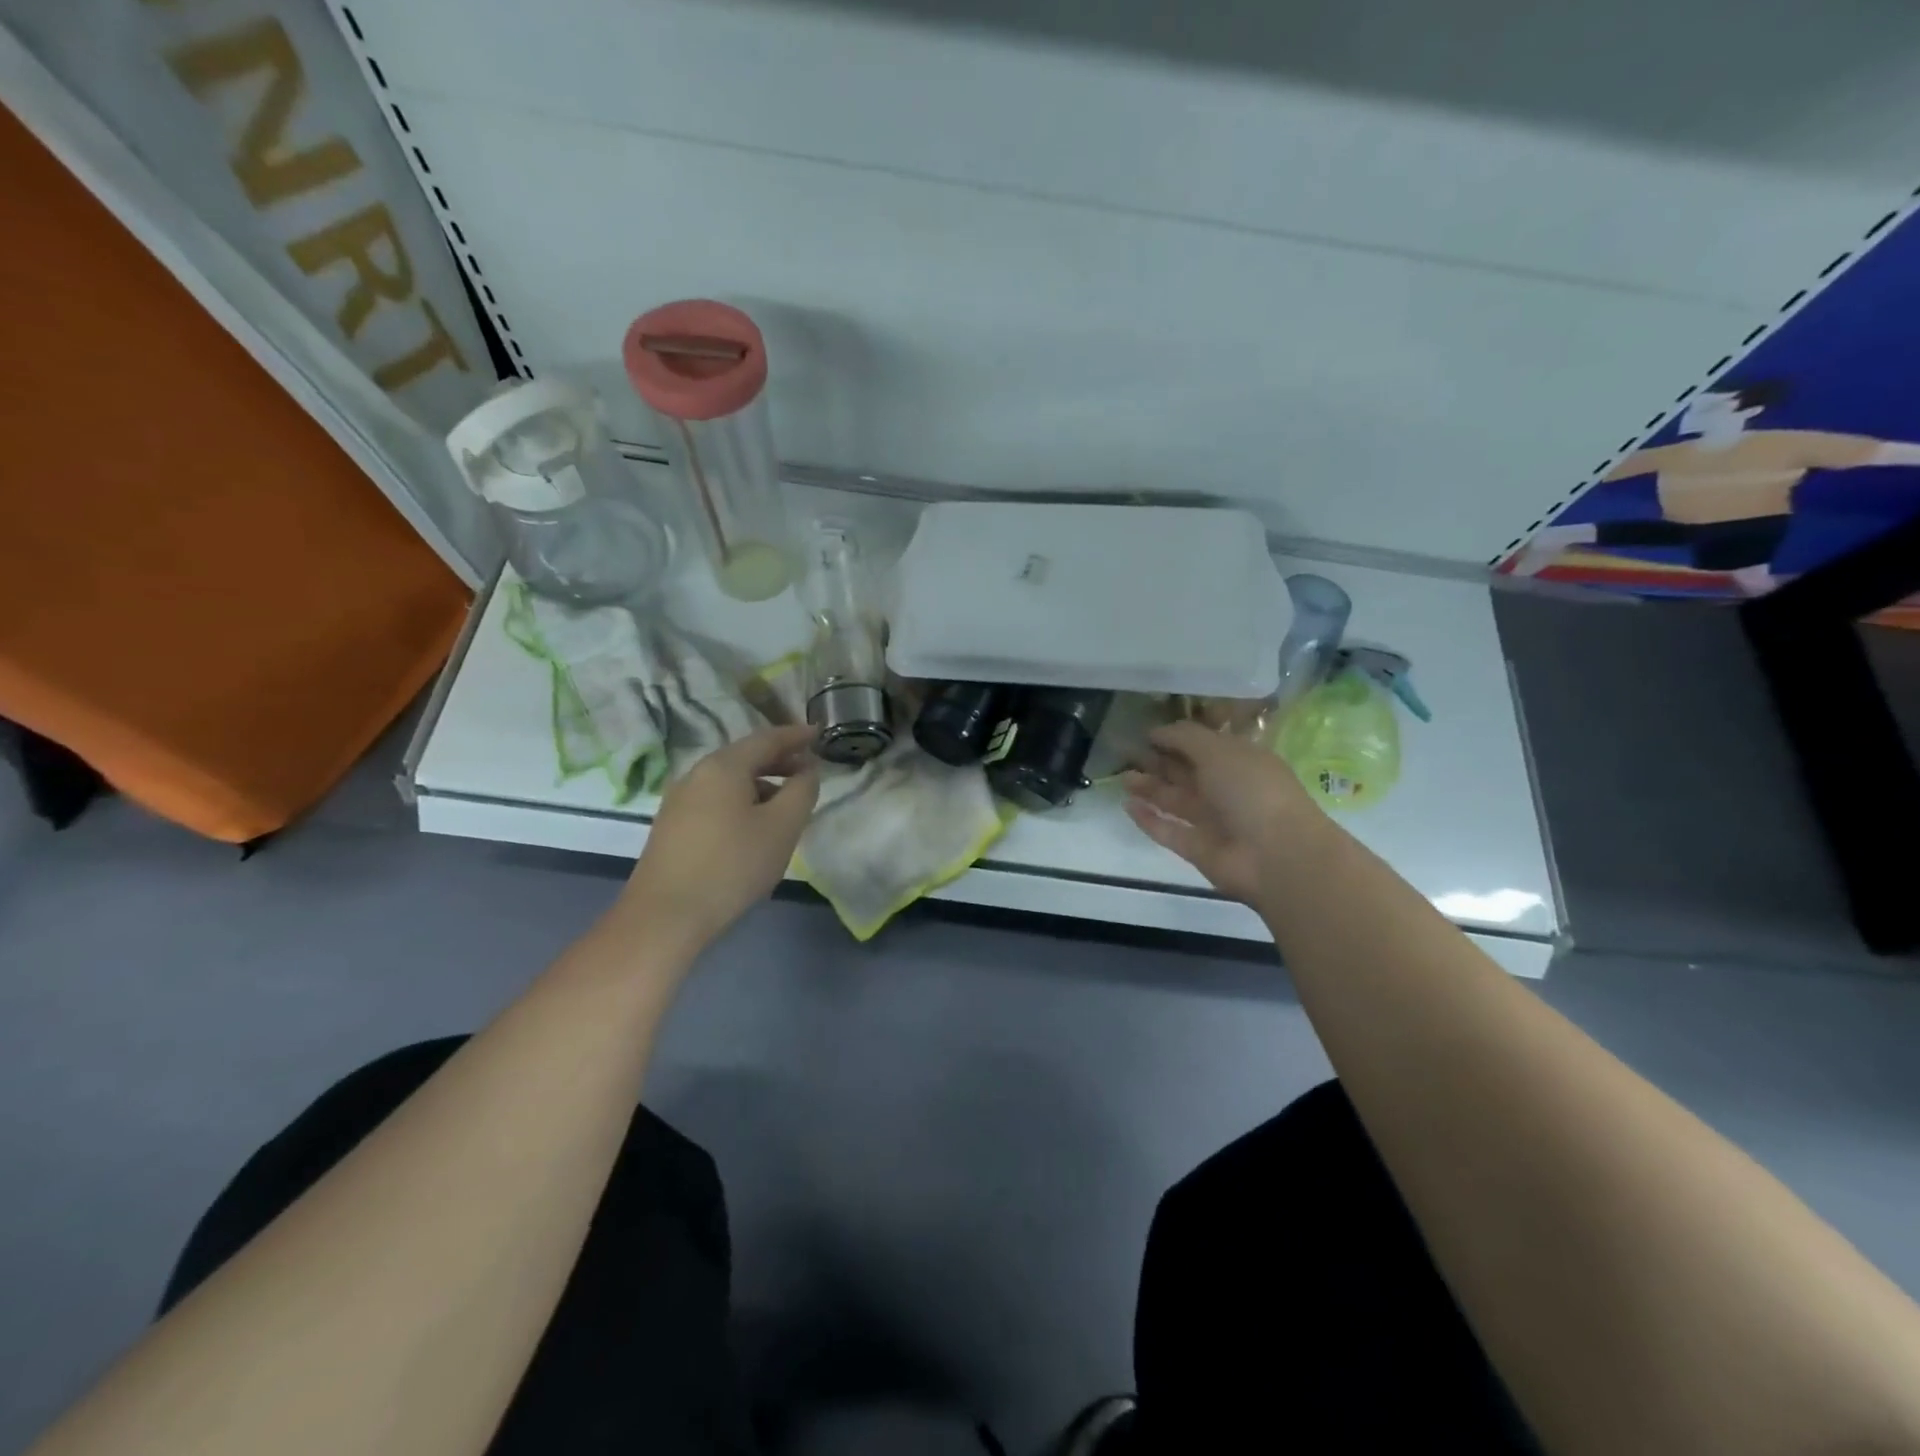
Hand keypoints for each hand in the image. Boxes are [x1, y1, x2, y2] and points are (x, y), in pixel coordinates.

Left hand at [618, 725, 820, 954]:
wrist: (665, 916)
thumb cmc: (732, 865)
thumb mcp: (782, 827)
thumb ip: (802, 791)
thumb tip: (807, 770)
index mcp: (723, 766)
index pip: (767, 738)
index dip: (796, 735)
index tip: (819, 733)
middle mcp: (696, 774)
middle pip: (745, 757)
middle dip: (779, 761)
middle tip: (809, 771)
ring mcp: (679, 800)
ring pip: (729, 781)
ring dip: (761, 784)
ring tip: (786, 805)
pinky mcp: (672, 826)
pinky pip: (715, 801)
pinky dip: (742, 802)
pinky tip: (753, 827)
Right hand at [1123, 720, 1324, 903]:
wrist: (1276, 855)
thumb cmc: (1252, 790)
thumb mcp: (1219, 750)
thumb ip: (1185, 737)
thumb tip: (1157, 731)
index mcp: (1239, 761)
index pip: (1204, 745)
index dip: (1176, 738)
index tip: (1146, 733)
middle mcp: (1226, 789)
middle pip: (1186, 773)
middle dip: (1158, 762)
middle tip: (1126, 753)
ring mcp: (1212, 821)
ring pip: (1175, 800)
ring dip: (1149, 788)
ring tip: (1122, 777)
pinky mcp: (1198, 849)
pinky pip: (1169, 831)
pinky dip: (1149, 820)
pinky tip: (1127, 805)